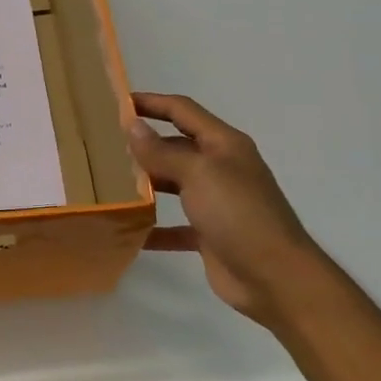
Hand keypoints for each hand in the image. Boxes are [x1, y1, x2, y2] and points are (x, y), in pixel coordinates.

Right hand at [127, 93, 320, 325]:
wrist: (276, 278)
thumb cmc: (239, 214)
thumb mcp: (198, 174)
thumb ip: (162, 151)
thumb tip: (133, 126)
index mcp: (224, 145)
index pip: (182, 111)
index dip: (152, 102)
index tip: (117, 102)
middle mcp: (221, 168)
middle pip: (177, 146)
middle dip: (144, 144)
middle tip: (104, 145)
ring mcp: (216, 202)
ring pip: (174, 183)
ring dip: (146, 183)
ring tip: (109, 182)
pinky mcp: (210, 234)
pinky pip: (175, 225)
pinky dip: (154, 227)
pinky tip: (128, 230)